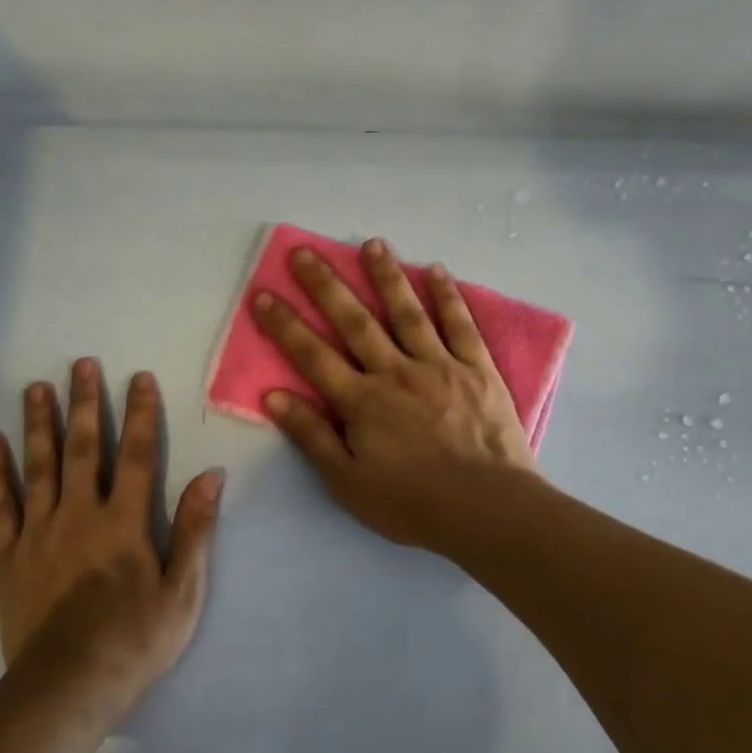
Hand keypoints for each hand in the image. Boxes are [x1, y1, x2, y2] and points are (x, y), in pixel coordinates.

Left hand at [0, 359, 221, 715]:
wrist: (68, 686)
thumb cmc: (135, 640)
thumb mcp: (183, 590)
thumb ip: (195, 529)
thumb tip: (212, 476)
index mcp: (125, 522)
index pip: (137, 455)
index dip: (140, 414)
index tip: (137, 378)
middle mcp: (80, 514)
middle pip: (83, 448)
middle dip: (84, 404)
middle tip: (79, 364)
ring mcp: (39, 533)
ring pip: (38, 467)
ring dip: (38, 424)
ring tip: (35, 388)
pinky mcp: (9, 556)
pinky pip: (0, 506)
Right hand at [252, 238, 536, 550]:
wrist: (488, 509)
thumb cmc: (412, 503)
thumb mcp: (348, 483)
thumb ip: (312, 437)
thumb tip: (273, 397)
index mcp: (362, 402)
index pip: (313, 355)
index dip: (285, 325)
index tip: (263, 295)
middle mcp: (396, 372)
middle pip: (355, 321)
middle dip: (326, 286)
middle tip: (304, 252)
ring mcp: (440, 366)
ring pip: (407, 312)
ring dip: (386, 276)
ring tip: (371, 243)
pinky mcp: (478, 370)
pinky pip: (460, 325)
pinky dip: (447, 297)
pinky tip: (436, 271)